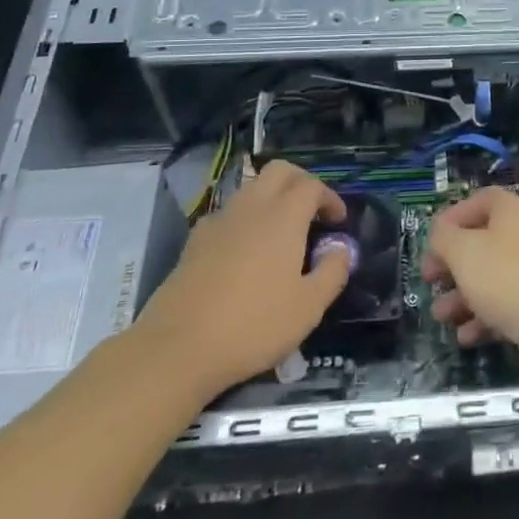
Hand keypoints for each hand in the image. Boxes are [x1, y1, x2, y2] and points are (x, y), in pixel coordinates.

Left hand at [133, 160, 349, 401]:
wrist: (178, 348)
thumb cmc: (253, 326)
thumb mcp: (308, 307)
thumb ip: (332, 272)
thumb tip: (340, 249)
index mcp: (283, 217)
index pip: (311, 185)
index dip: (330, 197)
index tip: (338, 222)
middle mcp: (251, 207)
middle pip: (279, 171)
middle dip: (301, 182)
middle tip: (313, 211)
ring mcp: (218, 221)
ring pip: (251, 189)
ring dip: (272, 198)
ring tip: (282, 232)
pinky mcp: (194, 242)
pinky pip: (227, 214)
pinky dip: (245, 220)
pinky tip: (245, 252)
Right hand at [421, 188, 518, 403]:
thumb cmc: (511, 279)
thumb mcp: (464, 251)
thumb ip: (444, 238)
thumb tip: (441, 234)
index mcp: (513, 213)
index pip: (482, 201)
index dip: (454, 217)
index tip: (432, 241)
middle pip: (483, 243)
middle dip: (453, 263)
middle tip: (429, 281)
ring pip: (492, 280)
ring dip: (462, 297)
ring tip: (441, 316)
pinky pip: (505, 311)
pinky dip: (483, 322)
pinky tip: (466, 339)